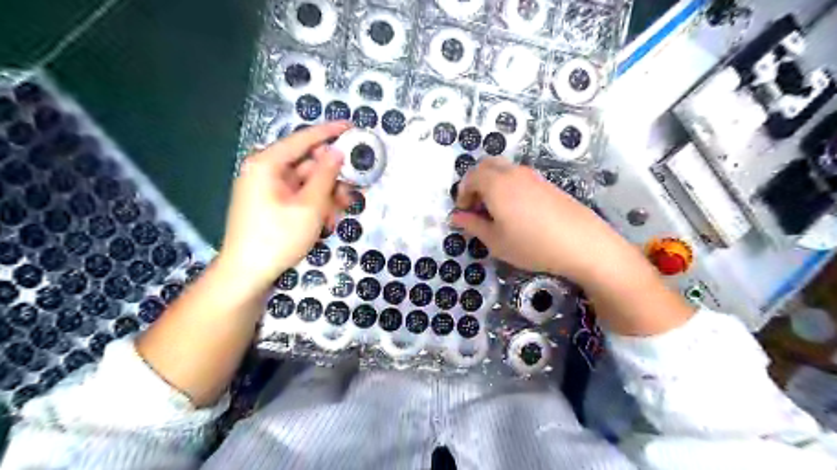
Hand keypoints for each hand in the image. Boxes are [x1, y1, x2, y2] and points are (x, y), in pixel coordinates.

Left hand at [217, 121, 349, 289]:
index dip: (329, 132)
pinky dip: (315, 206)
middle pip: (308, 165)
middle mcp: (265, 172)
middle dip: (332, 179)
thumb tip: (336, 152)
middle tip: (353, 190)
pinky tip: (326, 223)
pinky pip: (299, 198)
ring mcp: (267, 190)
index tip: (351, 126)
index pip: (302, 140)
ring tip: (339, 215)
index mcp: (267, 164)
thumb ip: (325, 176)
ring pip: (307, 184)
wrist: (247, 274)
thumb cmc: (278, 237)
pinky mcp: (271, 206)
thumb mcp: (309, 206)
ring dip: (326, 197)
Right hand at [452, 157, 634, 282]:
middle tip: (476, 207)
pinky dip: (508, 186)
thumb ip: (473, 225)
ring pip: (504, 169)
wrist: (581, 243)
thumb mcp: (495, 241)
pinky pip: (519, 176)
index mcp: (496, 184)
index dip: (462, 193)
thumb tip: (456, 217)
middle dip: (475, 182)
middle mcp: (513, 173)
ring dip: (492, 183)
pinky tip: (516, 210)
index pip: (470, 177)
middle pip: (486, 165)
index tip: (463, 212)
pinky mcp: (547, 183)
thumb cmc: (531, 244)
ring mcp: (532, 175)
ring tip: (495, 210)